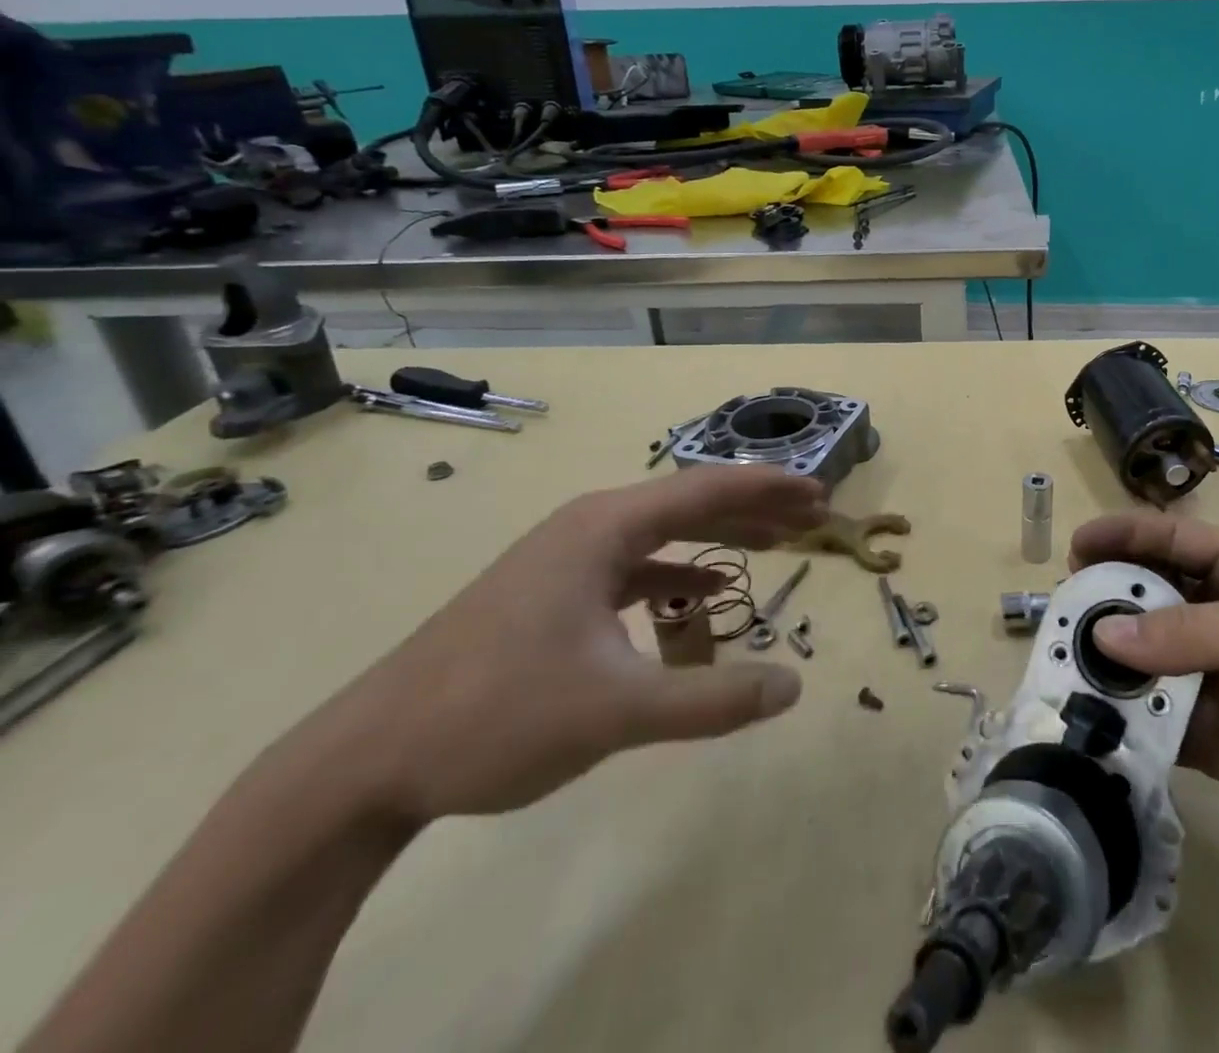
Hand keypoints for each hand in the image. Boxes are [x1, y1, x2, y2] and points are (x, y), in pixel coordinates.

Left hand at [310, 467, 828, 826]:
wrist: (365, 762)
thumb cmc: (495, 716)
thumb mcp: (617, 710)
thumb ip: (711, 698)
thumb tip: (794, 687)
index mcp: (604, 528)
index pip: (707, 489)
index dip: (769, 489)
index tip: (819, 494)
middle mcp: (588, 527)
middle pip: (689, 503)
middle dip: (754, 509)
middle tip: (812, 518)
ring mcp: (565, 558)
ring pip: (662, 533)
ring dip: (719, 538)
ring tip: (774, 544)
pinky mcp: (552, 592)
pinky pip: (633, 566)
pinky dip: (677, 574)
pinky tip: (702, 595)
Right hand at [1069, 514, 1218, 899]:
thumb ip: (1192, 631)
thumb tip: (1102, 636)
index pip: (1174, 538)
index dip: (1125, 534)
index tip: (1075, 545)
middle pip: (1150, 595)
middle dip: (1106, 597)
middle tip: (1063, 612)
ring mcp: (1214, 679)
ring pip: (1144, 657)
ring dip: (1106, 659)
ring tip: (1063, 663)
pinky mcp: (1209, 738)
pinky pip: (1152, 717)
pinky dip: (1122, 716)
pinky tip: (1090, 718)